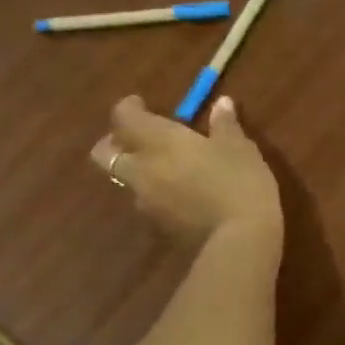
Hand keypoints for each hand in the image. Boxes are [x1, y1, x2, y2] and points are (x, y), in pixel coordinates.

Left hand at [90, 95, 281, 248]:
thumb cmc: (239, 182)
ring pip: (125, 180)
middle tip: (136, 138)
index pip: (123, 118)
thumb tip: (221, 104)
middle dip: (114, 143)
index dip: (128, 108)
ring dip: (136, 171)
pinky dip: (155, 194)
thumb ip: (225, 125)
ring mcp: (147, 201)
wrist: (240, 240)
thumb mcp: (239, 148)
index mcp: (159, 141)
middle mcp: (142, 169)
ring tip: (164, 169)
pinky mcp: (159, 226)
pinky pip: (146, 202)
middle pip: (104, 154)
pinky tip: (180, 195)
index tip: (142, 103)